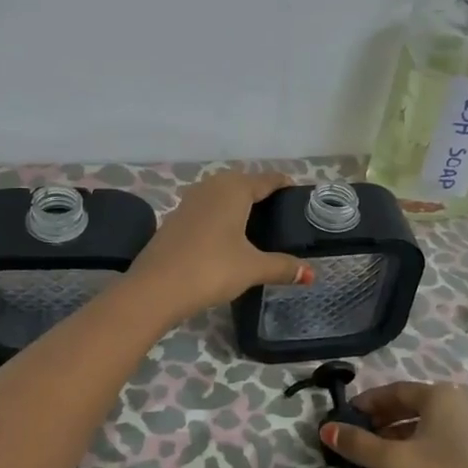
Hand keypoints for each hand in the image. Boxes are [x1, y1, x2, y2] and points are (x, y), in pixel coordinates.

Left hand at [126, 171, 311, 320]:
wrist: (155, 288)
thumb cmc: (211, 269)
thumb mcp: (252, 268)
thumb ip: (283, 267)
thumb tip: (312, 274)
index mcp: (234, 189)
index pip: (267, 179)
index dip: (285, 185)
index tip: (300, 196)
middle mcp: (212, 186)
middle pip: (244, 182)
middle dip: (262, 193)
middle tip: (281, 215)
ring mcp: (190, 201)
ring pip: (222, 194)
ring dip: (239, 204)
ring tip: (257, 225)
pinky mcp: (176, 218)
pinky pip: (207, 208)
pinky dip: (221, 216)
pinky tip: (227, 236)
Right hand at [321, 381, 467, 467]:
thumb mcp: (394, 463)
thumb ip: (358, 444)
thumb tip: (326, 428)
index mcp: (441, 395)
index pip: (393, 391)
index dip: (365, 405)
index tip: (342, 420)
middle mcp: (459, 402)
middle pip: (409, 406)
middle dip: (379, 422)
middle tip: (353, 440)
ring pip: (423, 425)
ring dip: (395, 437)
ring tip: (372, 458)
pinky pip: (438, 440)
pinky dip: (415, 448)